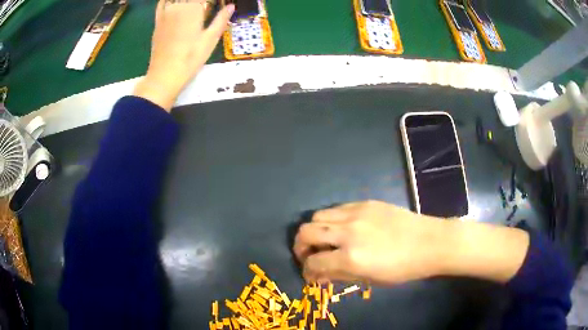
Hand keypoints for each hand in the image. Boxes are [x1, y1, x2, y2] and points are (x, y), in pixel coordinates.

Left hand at [133, 0, 234, 110]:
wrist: (165, 75)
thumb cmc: (191, 58)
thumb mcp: (210, 39)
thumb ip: (221, 19)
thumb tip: (231, 6)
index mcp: (194, 8)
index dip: (211, 2)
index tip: (216, 6)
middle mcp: (179, 6)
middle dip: (200, 2)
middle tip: (205, 9)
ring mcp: (166, 13)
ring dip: (187, 2)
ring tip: (194, 8)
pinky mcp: (157, 21)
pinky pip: (161, 3)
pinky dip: (167, 0)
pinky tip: (175, 3)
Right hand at [293, 201, 449, 283]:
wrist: (429, 242)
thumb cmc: (403, 268)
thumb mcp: (370, 279)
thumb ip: (340, 275)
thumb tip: (319, 274)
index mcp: (351, 258)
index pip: (313, 262)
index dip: (306, 271)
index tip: (310, 274)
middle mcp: (348, 232)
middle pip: (306, 232)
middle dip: (300, 246)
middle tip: (309, 254)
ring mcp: (356, 213)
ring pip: (317, 216)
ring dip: (314, 230)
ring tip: (325, 240)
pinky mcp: (365, 202)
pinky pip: (337, 208)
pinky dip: (332, 220)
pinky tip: (342, 228)